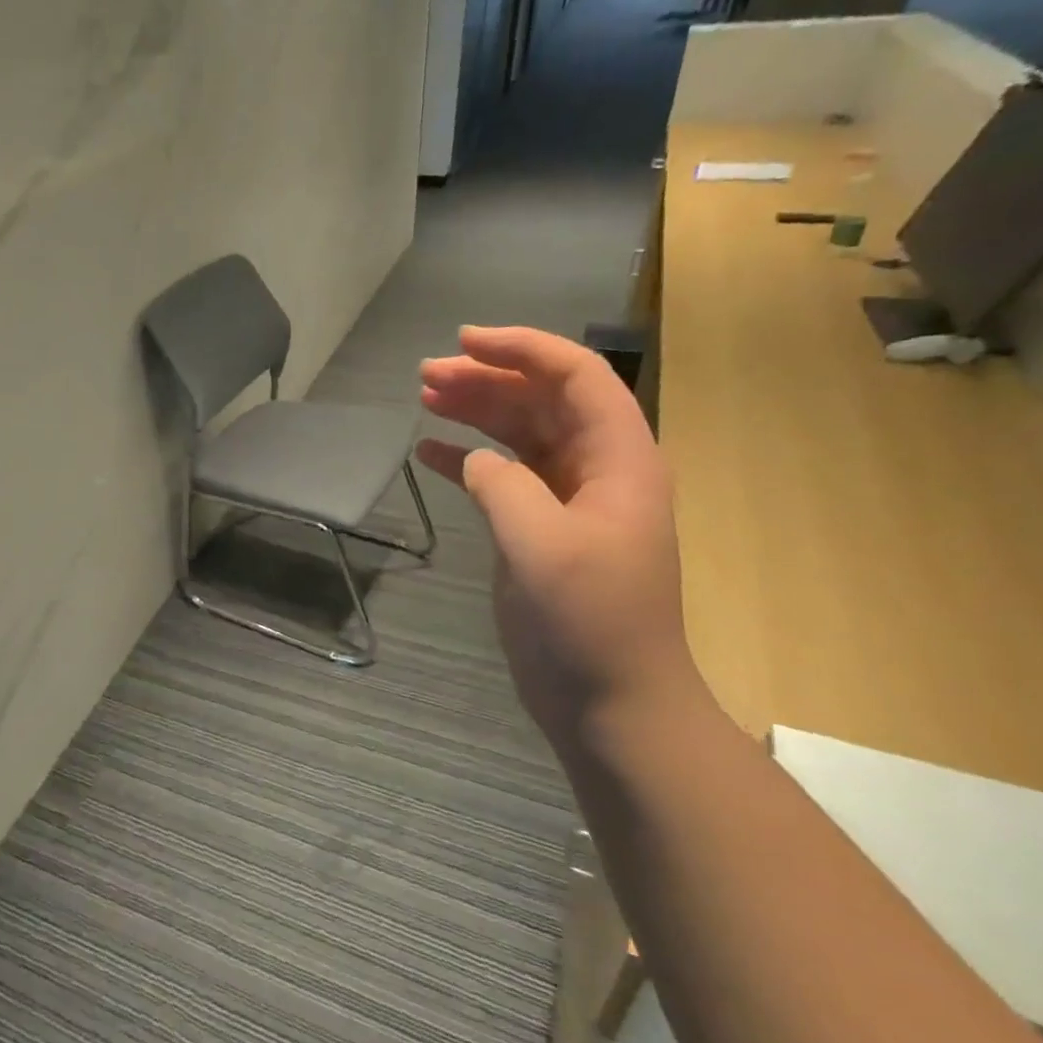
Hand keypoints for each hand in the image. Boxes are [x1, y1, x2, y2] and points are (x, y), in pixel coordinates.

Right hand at [416, 327, 697, 746]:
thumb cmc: (589, 621)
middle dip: (487, 378)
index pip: (576, 377)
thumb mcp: (542, 545)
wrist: (611, 702)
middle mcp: (596, 469)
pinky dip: (467, 460)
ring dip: (475, 411)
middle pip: (542, 400)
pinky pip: (502, 477)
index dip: (523, 349)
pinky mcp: (539, 531)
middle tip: (426, 373)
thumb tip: (473, 459)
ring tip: (424, 396)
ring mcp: (567, 502)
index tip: (464, 340)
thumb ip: (503, 486)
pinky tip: (428, 453)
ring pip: (520, 434)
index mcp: (618, 460)